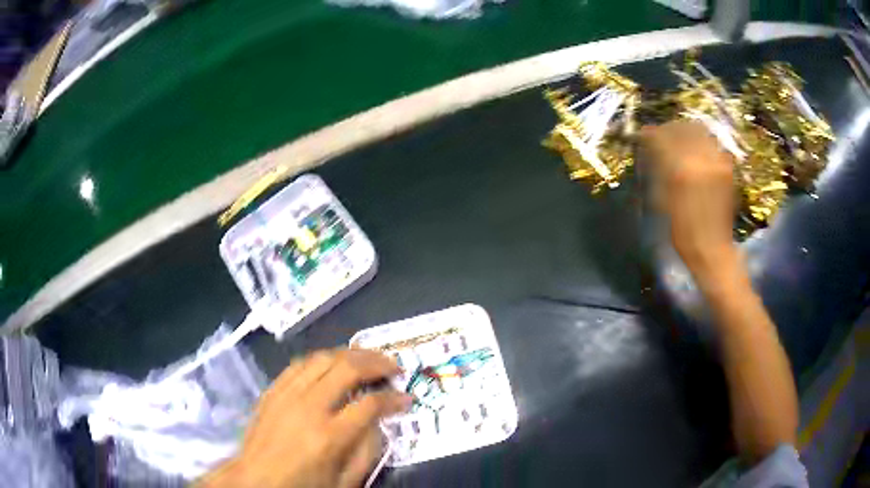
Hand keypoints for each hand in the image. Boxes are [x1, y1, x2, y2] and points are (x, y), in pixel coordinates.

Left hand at [201, 349, 410, 487]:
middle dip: (377, 362)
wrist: (253, 480)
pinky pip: (300, 364)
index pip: (371, 404)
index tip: (407, 398)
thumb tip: (378, 422)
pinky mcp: (272, 391)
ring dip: (351, 354)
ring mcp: (286, 394)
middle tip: (394, 366)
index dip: (395, 398)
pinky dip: (322, 359)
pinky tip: (332, 364)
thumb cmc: (302, 486)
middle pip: (347, 368)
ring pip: (323, 358)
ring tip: (368, 359)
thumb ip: (366, 451)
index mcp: (329, 436)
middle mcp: (308, 407)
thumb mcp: (344, 482)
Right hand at [639, 121, 738, 281]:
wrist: (712, 249)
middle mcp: (702, 159)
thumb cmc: (682, 231)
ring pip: (701, 134)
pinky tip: (699, 158)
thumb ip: (657, 168)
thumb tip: (649, 146)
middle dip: (671, 129)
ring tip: (681, 146)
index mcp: (682, 169)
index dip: (651, 133)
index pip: (663, 136)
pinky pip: (714, 146)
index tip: (643, 136)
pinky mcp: (728, 169)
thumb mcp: (663, 199)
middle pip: (684, 128)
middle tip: (663, 138)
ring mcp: (718, 162)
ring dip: (688, 135)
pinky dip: (704, 145)